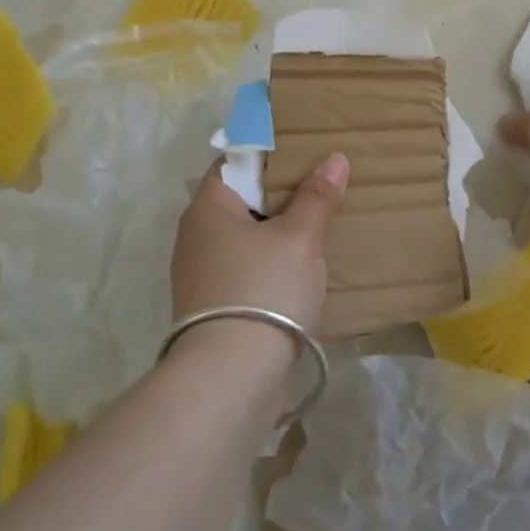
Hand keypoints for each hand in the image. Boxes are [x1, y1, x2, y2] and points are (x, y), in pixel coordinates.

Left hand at [169, 152, 346, 345]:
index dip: (267, 156)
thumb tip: (335, 158)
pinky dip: (268, 263)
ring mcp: (200, 274)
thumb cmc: (263, 288)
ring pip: (243, 238)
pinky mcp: (212, 307)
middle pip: (240, 201)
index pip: (233, 163)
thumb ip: (316, 196)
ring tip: (316, 226)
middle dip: (277, 195)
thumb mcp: (299, 237)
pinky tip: (299, 270)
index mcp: (208, 207)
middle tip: (318, 186)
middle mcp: (195, 235)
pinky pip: (243, 269)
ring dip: (274, 232)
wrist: (231, 376)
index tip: (302, 154)